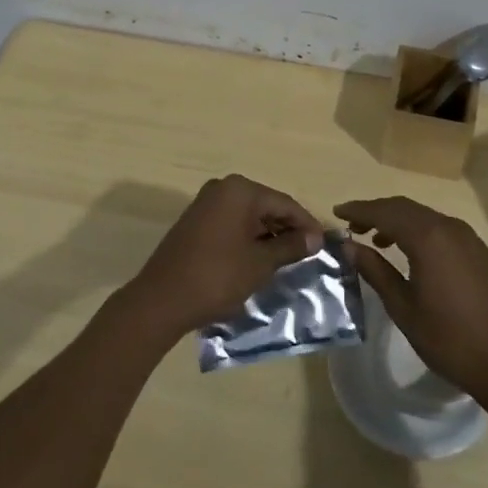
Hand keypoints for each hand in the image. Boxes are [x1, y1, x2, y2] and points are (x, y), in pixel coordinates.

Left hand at [121, 175, 323, 336]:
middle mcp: (223, 188)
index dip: (306, 224)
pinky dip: (249, 238)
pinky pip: (232, 223)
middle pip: (266, 205)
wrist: (161, 299)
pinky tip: (260, 259)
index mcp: (240, 190)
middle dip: (288, 229)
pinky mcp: (196, 221)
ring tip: (288, 260)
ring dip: (269, 235)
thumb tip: (315, 238)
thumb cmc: (217, 277)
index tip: (325, 245)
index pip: (284, 203)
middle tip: (309, 254)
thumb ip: (290, 247)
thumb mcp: (260, 263)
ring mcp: (206, 203)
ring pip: (249, 215)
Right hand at [336, 196, 487, 405]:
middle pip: (405, 208)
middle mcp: (449, 227)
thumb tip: (349, 246)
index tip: (337, 212)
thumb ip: (375, 270)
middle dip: (377, 212)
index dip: (359, 210)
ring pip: (425, 216)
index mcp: (428, 237)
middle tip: (353, 225)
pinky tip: (411, 253)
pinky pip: (442, 229)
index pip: (385, 212)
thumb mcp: (403, 307)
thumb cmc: (448, 339)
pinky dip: (420, 231)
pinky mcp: (480, 252)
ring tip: (377, 240)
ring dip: (398, 221)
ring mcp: (468, 238)